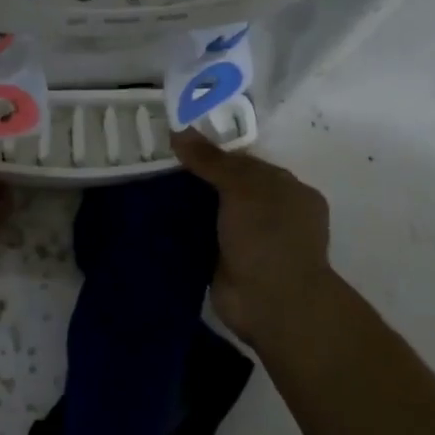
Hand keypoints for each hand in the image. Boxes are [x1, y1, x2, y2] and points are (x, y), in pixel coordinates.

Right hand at [171, 129, 336, 344]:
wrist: (271, 303)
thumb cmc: (268, 236)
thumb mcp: (242, 187)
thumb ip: (212, 160)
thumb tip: (180, 130)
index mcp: (289, 191)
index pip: (246, 163)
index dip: (213, 153)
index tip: (177, 145)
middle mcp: (272, 215)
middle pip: (226, 188)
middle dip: (195, 179)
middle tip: (154, 164)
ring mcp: (249, 241)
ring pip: (211, 214)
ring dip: (185, 205)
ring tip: (145, 187)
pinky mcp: (225, 264)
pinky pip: (200, 239)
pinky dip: (180, 231)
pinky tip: (152, 218)